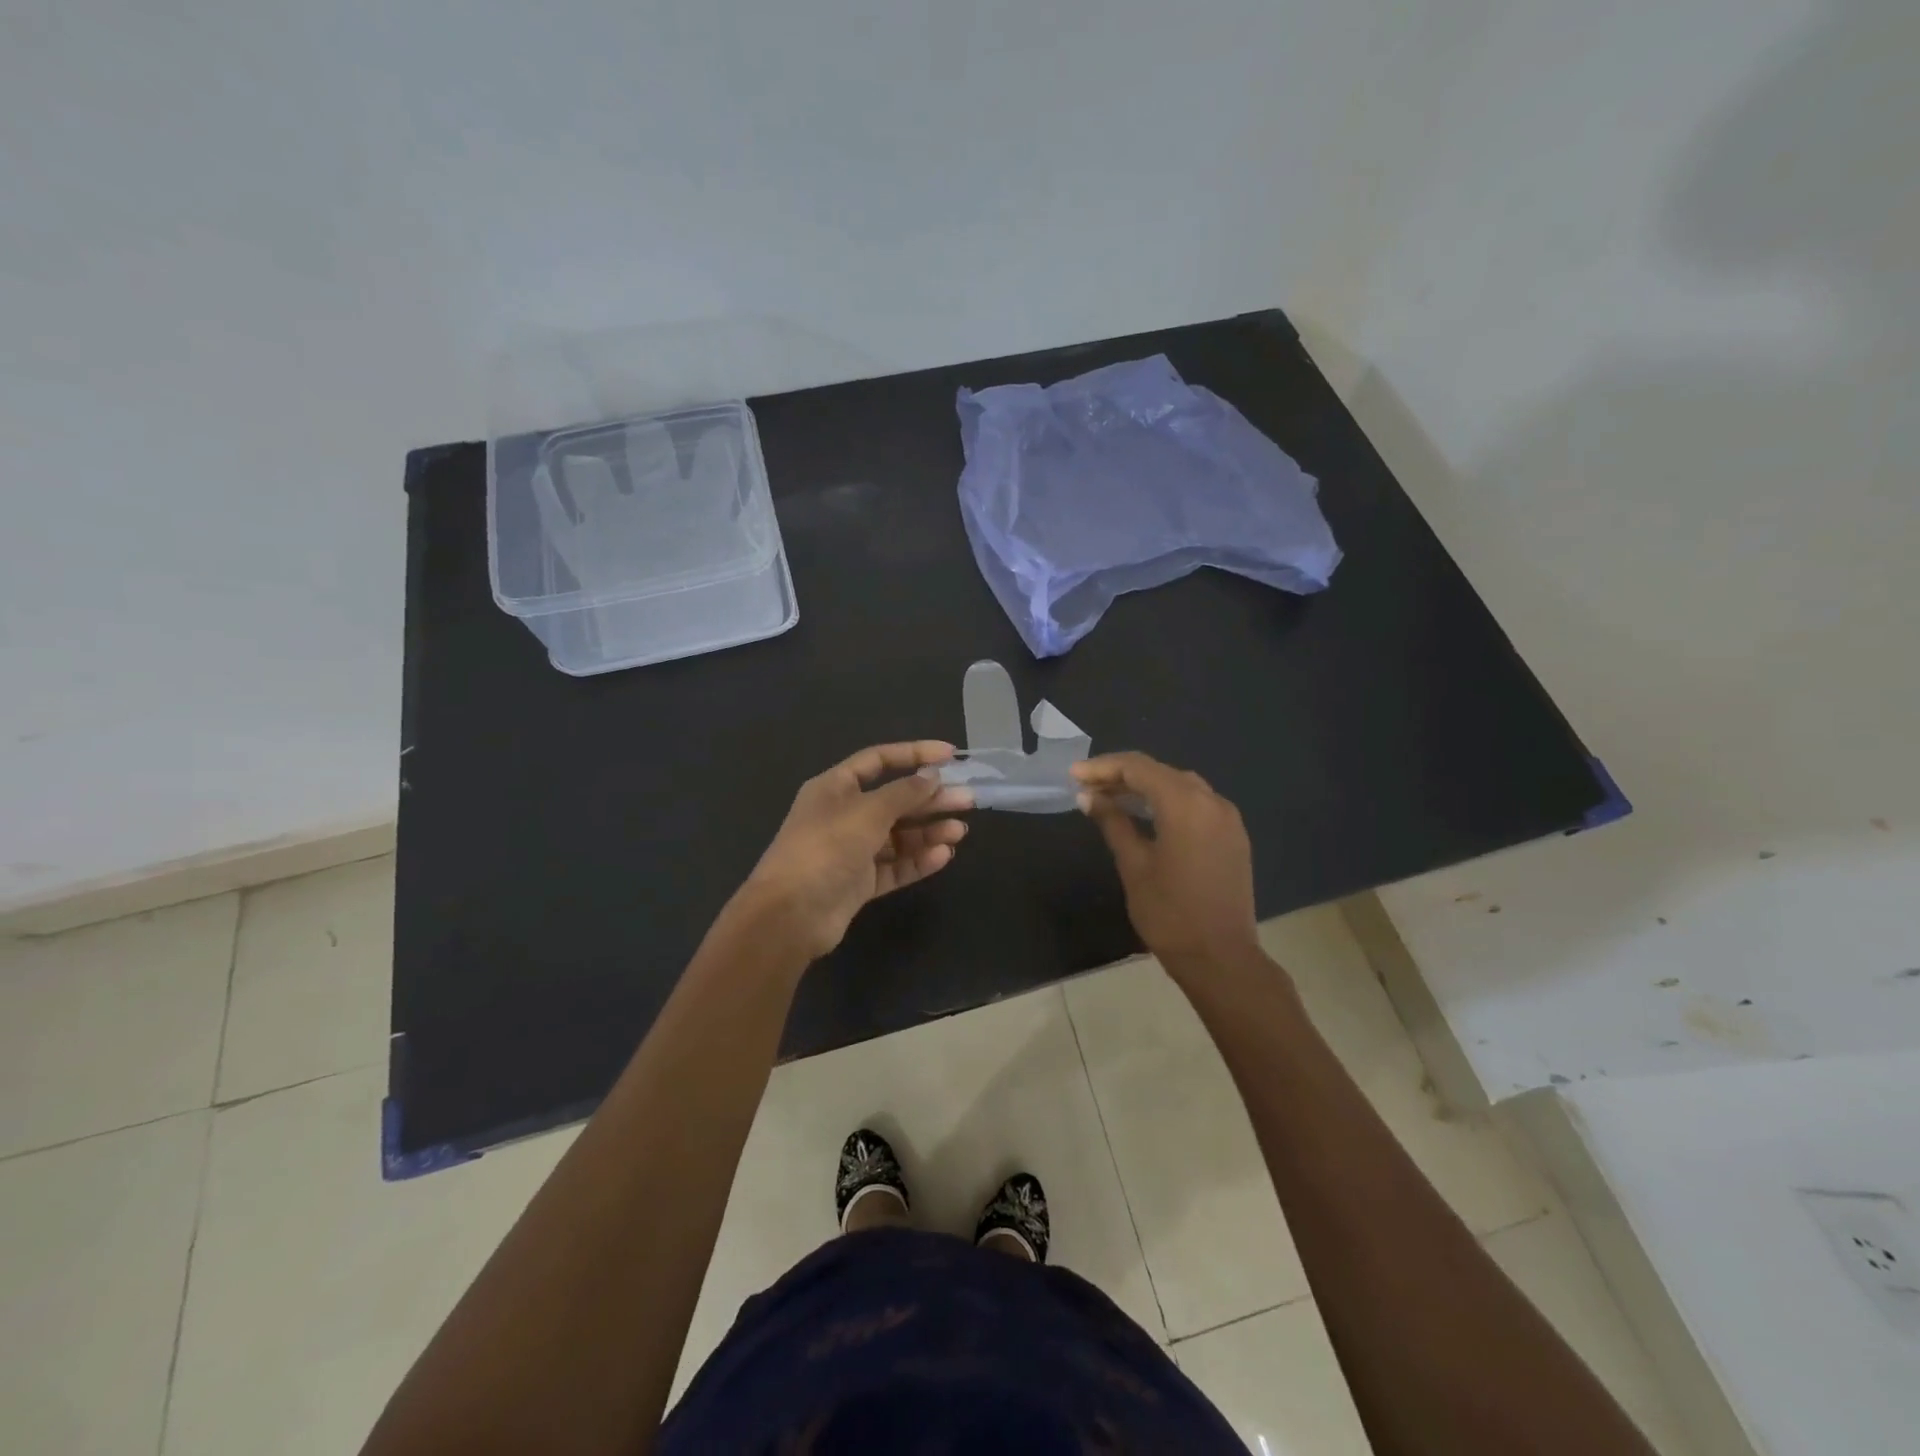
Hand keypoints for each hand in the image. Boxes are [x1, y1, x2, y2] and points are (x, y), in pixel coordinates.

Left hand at [737, 741, 973, 961]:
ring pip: (898, 835)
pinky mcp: (859, 882)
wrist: (790, 914)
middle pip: (894, 800)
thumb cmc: (826, 848)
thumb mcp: (868, 812)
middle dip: (930, 799)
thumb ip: (904, 793)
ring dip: (929, 831)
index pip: (879, 760)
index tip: (950, 755)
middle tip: (967, 799)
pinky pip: (894, 866)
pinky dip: (918, 860)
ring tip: (960, 831)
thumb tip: (932, 776)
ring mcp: (851, 851)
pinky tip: (943, 855)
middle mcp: (843, 815)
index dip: (914, 754)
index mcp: (835, 787)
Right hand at [1072, 752, 1258, 972]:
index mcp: (1185, 805)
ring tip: (1110, 798)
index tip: (1074, 775)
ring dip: (1145, 786)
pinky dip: (1168, 801)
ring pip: (1180, 785)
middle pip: (1160, 772)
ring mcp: (1227, 818)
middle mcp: (1212, 801)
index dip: (1103, 767)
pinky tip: (1145, 815)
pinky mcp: (1233, 836)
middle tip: (1087, 787)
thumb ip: (1112, 822)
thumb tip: (1088, 796)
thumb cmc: (1169, 914)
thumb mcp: (1134, 865)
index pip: (1138, 768)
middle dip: (1122, 775)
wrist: (1221, 959)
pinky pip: (1197, 803)